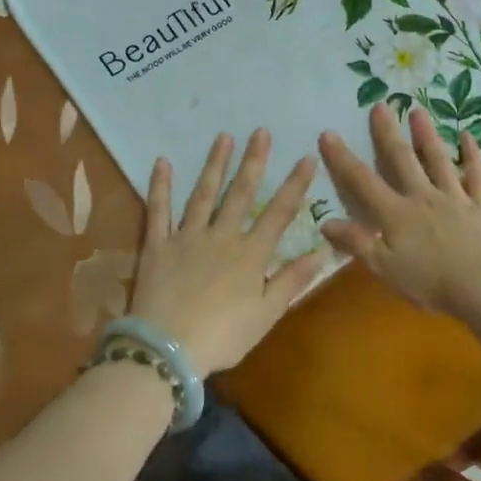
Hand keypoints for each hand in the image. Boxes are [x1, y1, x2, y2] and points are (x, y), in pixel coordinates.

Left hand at [128, 129, 328, 377]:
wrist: (167, 349)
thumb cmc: (223, 337)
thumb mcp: (266, 314)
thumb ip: (292, 280)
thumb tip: (323, 250)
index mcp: (250, 254)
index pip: (279, 212)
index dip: (295, 184)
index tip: (306, 157)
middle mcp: (221, 237)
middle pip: (241, 193)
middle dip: (253, 161)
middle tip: (260, 131)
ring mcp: (187, 238)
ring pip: (203, 194)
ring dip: (214, 164)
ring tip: (223, 137)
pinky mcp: (157, 245)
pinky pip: (158, 210)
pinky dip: (160, 186)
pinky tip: (162, 162)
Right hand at [317, 106, 480, 315]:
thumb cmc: (430, 282)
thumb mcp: (385, 268)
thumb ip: (357, 243)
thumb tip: (326, 222)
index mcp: (396, 214)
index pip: (362, 182)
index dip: (343, 158)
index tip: (328, 133)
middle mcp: (422, 197)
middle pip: (401, 160)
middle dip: (387, 134)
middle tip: (380, 105)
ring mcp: (454, 197)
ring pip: (438, 160)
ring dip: (426, 135)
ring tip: (418, 111)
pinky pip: (476, 174)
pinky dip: (472, 154)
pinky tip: (467, 135)